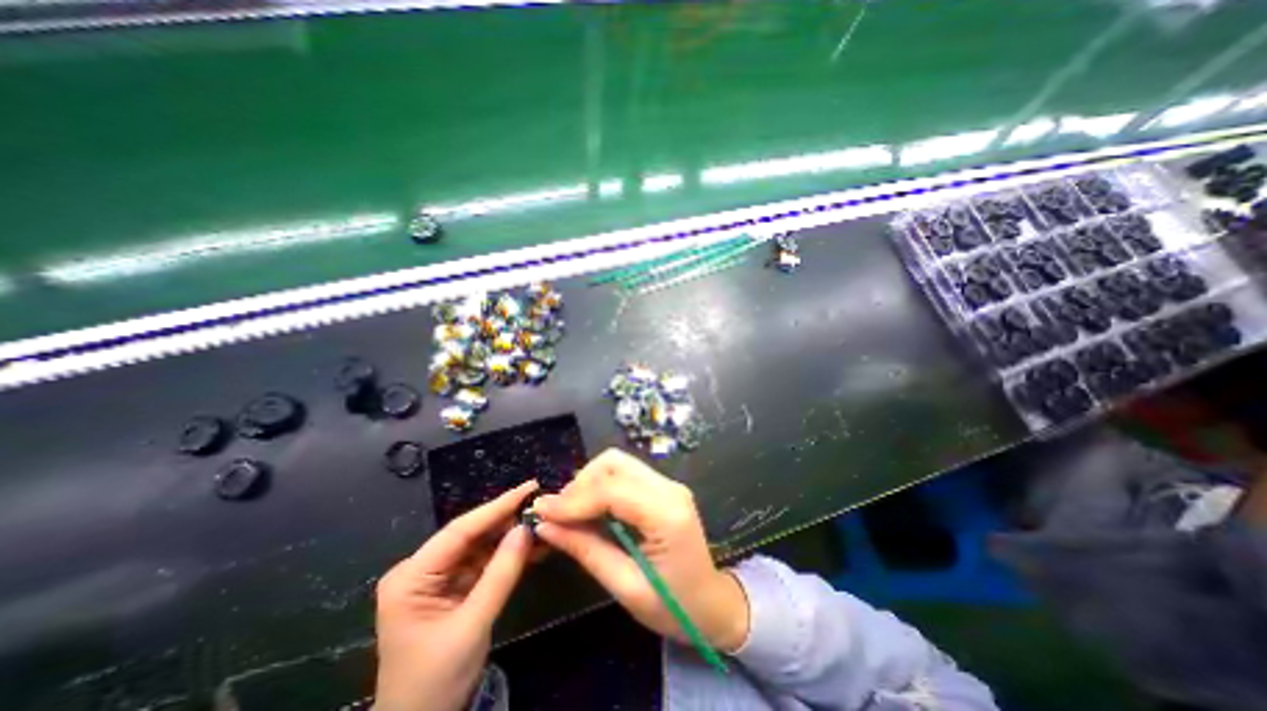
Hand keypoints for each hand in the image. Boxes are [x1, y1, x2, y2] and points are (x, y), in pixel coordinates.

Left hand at [372, 479, 534, 709]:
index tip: (529, 487)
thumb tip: (526, 529)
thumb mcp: (472, 626)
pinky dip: (509, 555)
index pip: (460, 530)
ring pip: (482, 546)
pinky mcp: (454, 586)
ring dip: (512, 536)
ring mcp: (438, 577)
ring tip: (543, 521)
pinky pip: (485, 562)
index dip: (497, 506)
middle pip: (472, 534)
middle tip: (542, 504)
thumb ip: (501, 574)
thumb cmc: (436, 681)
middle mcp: (422, 569)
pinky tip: (533, 546)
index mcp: (411, 576)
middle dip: (508, 520)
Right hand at [530, 451, 742, 654]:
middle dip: (580, 483)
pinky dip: (601, 486)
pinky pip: (624, 474)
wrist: (711, 604)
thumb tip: (544, 526)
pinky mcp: (663, 487)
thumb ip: (585, 550)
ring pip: (617, 463)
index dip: (572, 498)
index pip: (611, 490)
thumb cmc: (673, 606)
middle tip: (560, 514)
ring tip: (572, 512)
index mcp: (667, 514)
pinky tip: (591, 509)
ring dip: (589, 481)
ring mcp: (668, 484)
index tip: (540, 511)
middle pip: (614, 463)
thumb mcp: (625, 586)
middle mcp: (669, 488)